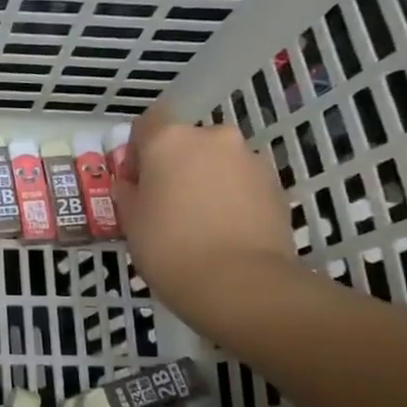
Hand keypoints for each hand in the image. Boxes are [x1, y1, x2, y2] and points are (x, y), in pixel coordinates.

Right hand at [114, 111, 294, 335]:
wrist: (239, 283)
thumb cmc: (169, 247)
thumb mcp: (130, 222)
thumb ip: (129, 193)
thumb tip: (134, 184)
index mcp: (169, 139)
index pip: (148, 123)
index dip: (139, 149)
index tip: (135, 180)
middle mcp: (212, 137)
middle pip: (187, 142)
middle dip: (177, 165)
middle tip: (166, 204)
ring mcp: (249, 159)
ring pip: (218, 162)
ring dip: (207, 180)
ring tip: (199, 222)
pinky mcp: (276, 184)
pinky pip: (242, 183)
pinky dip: (232, 197)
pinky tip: (224, 231)